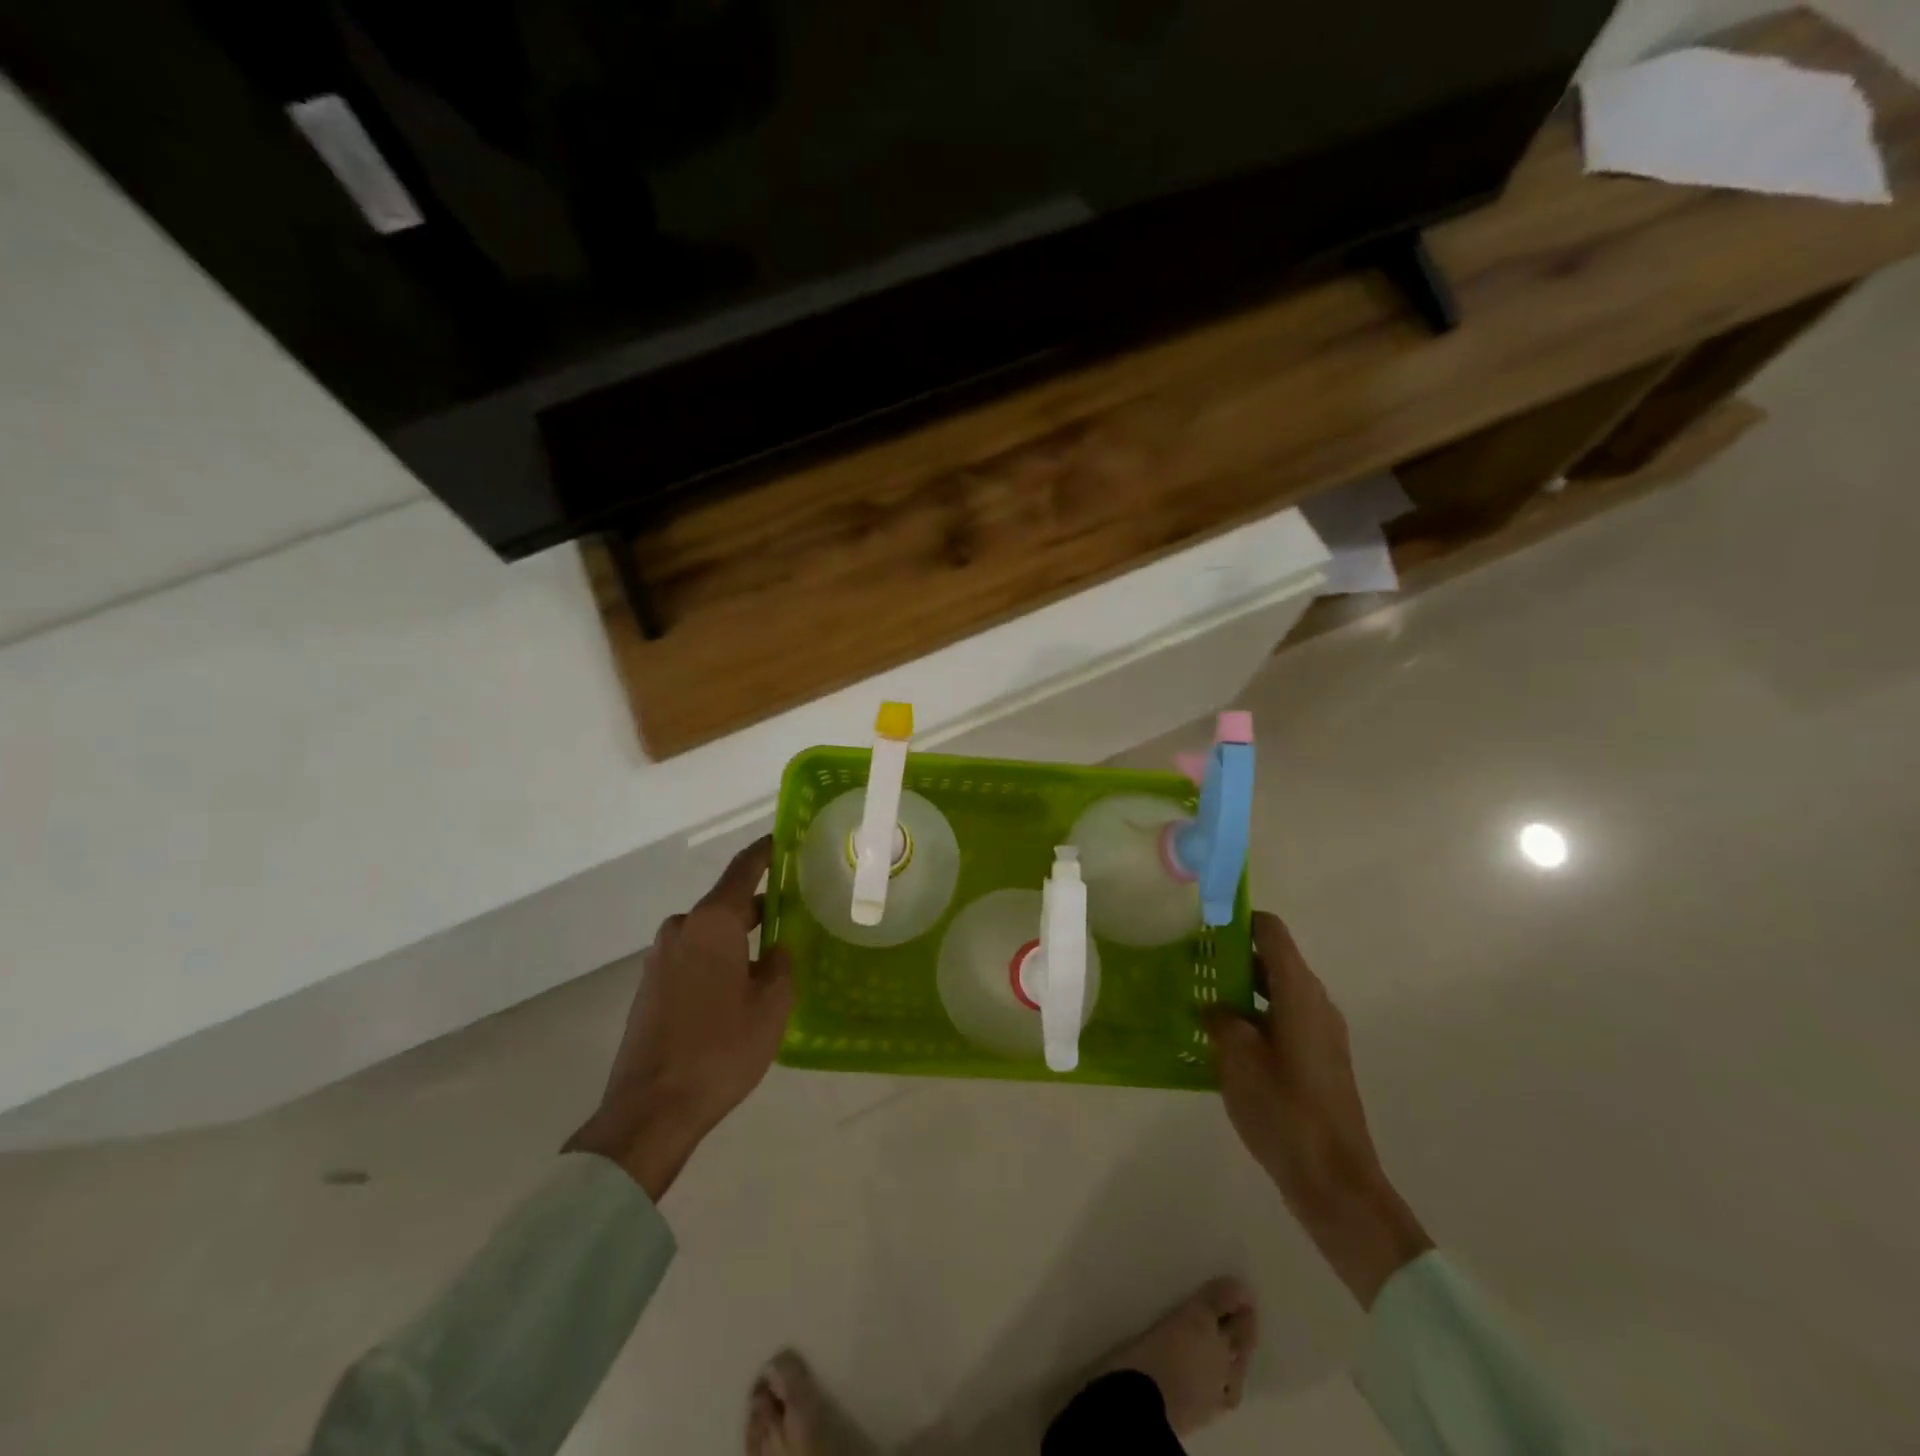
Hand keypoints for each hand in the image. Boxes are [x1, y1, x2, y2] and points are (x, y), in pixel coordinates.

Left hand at [565, 837, 792, 1199]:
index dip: (766, 851)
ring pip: (709, 933)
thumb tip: (776, 948)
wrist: (651, 1110)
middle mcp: (681, 929)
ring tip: (771, 952)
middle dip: (759, 903)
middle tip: (795, 908)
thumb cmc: (720, 1049)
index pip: (743, 869)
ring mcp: (660, 958)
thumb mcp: (772, 1006)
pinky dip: (717, 958)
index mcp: (712, 923)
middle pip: (726, 903)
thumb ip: (780, 965)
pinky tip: (738, 985)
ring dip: (737, 936)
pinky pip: (692, 956)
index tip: (785, 838)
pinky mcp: (650, 987)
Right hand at [1203, 913, 1432, 1307]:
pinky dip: (1254, 1016)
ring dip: (1241, 989)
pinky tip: (1221, 1039)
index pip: (1271, 932)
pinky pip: (1282, 1019)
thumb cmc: (1283, 1110)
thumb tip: (1213, 1006)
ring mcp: (1321, 1033)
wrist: (1334, 1180)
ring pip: (1276, 991)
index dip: (1238, 920)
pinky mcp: (1319, 1060)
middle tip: (1190, 961)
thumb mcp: (1237, 1058)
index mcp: (1299, 993)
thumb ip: (1220, 1019)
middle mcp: (1316, 1003)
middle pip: (1273, 959)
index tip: (1202, 922)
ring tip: (1198, 998)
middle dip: (1232, 956)